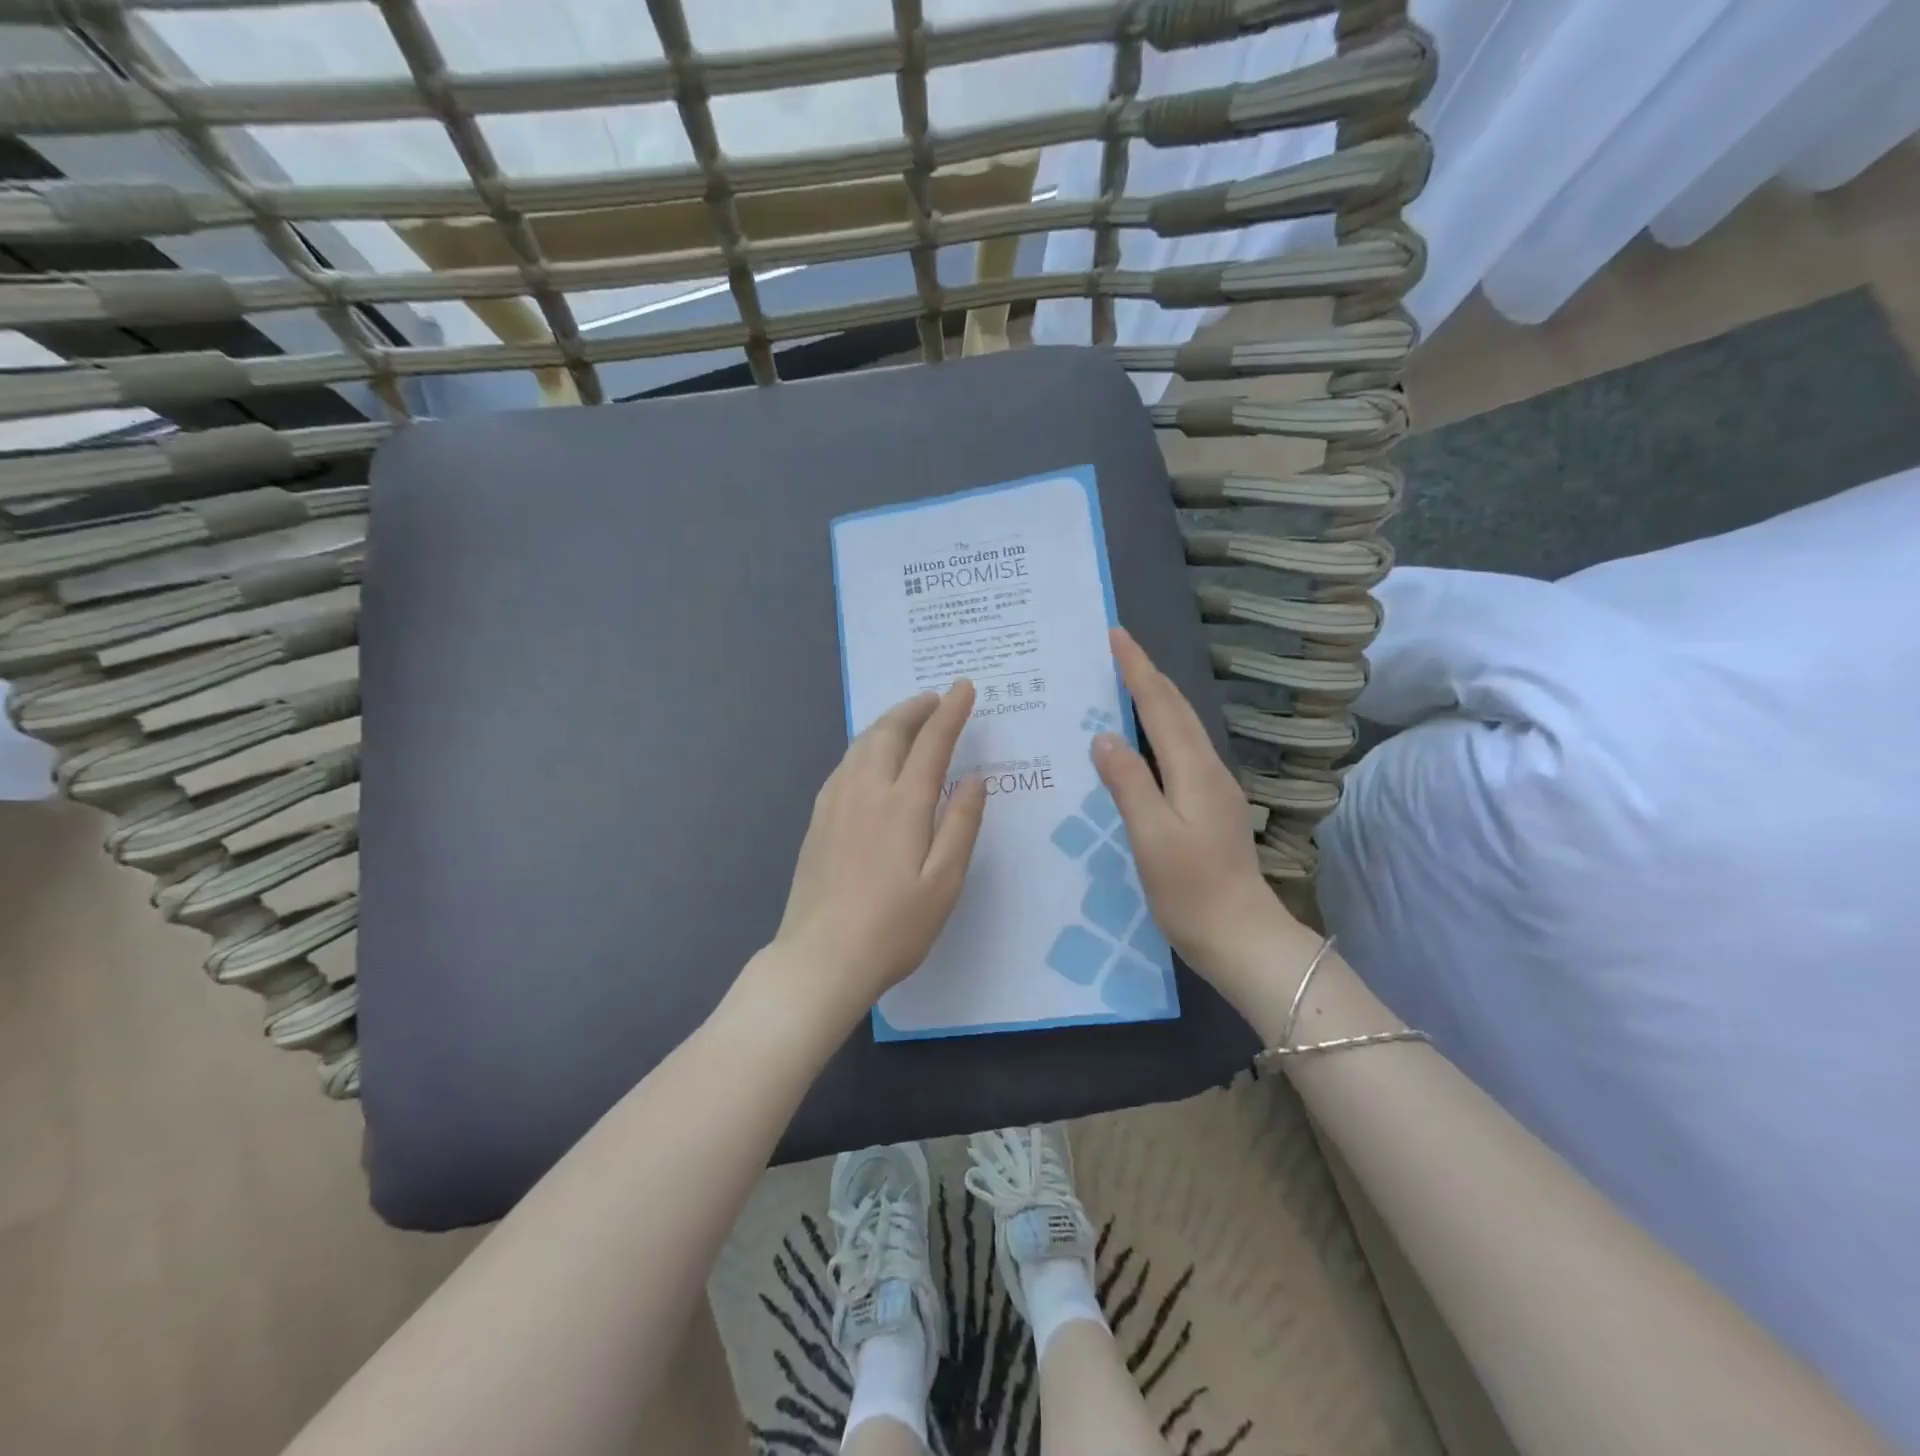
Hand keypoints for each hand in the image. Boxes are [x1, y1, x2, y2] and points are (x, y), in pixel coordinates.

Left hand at [765, 681, 987, 1025]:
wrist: (821, 958)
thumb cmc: (894, 926)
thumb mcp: (944, 881)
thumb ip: (961, 824)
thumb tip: (975, 777)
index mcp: (903, 803)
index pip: (932, 742)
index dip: (951, 711)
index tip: (964, 687)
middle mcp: (866, 790)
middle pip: (889, 732)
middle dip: (915, 708)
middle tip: (936, 697)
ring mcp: (835, 803)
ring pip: (862, 744)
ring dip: (888, 722)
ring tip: (908, 718)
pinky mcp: (818, 819)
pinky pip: (844, 764)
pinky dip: (865, 745)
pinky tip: (870, 757)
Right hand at [1092, 628, 1307, 1004]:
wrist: (1241, 936)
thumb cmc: (1191, 890)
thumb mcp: (1151, 836)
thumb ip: (1128, 783)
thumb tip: (1104, 736)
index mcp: (1194, 771)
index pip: (1161, 706)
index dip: (1137, 669)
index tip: (1116, 635)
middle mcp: (1208, 770)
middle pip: (1177, 710)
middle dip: (1148, 674)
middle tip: (1118, 648)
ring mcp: (1213, 789)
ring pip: (1181, 729)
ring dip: (1155, 699)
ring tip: (1125, 683)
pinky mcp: (1209, 807)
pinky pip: (1180, 752)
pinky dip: (1158, 731)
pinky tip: (1141, 741)